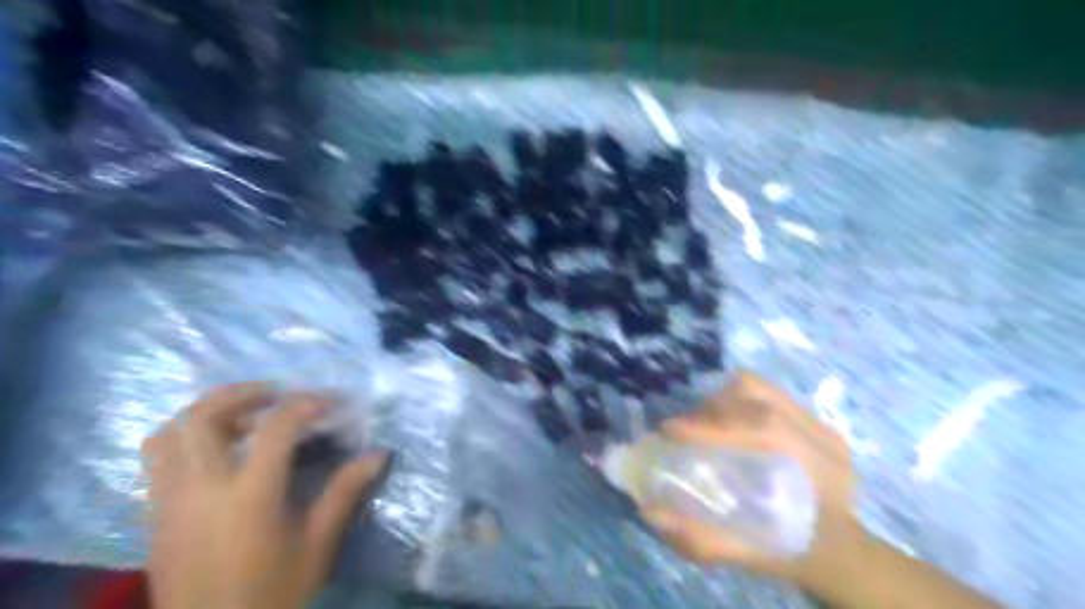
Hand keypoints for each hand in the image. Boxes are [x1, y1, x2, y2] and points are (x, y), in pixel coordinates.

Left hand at [137, 382, 388, 608]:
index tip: (332, 402)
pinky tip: (216, 454)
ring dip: (205, 413)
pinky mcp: (154, 517)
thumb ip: (344, 492)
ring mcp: (169, 502)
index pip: (275, 427)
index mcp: (249, 495)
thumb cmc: (273, 593)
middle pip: (202, 417)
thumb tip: (378, 454)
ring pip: (168, 434)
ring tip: (241, 418)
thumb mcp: (318, 544)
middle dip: (241, 393)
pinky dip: (184, 440)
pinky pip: (157, 461)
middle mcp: (201, 489)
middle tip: (275, 394)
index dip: (307, 403)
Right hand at [648, 372, 871, 589]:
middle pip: (757, 395)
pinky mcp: (811, 418)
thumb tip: (650, 513)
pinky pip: (764, 392)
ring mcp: (820, 423)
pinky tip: (726, 424)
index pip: (764, 427)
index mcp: (819, 472)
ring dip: (721, 400)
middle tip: (684, 431)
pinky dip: (735, 401)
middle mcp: (823, 438)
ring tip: (703, 424)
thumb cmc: (800, 554)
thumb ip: (703, 541)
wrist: (847, 551)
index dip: (711, 426)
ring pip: (759, 387)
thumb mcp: (753, 558)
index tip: (670, 431)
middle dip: (710, 408)